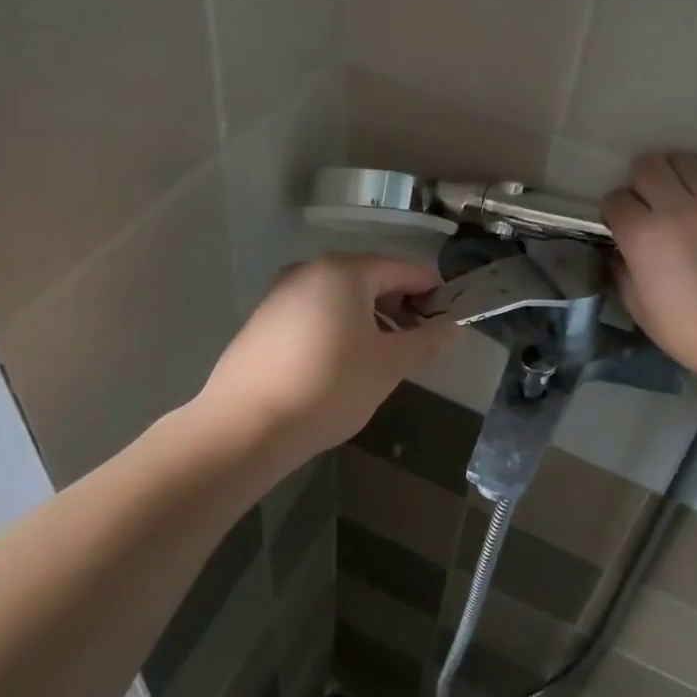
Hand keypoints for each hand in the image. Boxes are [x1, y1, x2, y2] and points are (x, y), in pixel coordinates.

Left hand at [195, 254, 454, 467]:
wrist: (244, 426)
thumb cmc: (329, 387)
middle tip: (418, 341)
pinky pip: (315, 310)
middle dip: (400, 305)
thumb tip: (452, 327)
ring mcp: (282, 292)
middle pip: (371, 277)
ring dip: (370, 317)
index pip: (404, 269)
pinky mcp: (263, 318)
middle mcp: (311, 269)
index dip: (432, 291)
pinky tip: (343, 361)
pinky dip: (339, 325)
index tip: (449, 318)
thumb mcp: (389, 366)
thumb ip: (425, 341)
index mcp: (345, 270)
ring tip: (383, 355)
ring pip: (341, 295)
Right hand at [604, 154, 696, 386]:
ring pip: (685, 160)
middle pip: (648, 166)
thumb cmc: (688, 330)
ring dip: (676, 175)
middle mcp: (676, 207)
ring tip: (683, 194)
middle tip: (650, 203)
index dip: (615, 212)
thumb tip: (618, 249)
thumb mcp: (638, 306)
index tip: (622, 225)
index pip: (615, 199)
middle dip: (641, 182)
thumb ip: (621, 270)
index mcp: (642, 234)